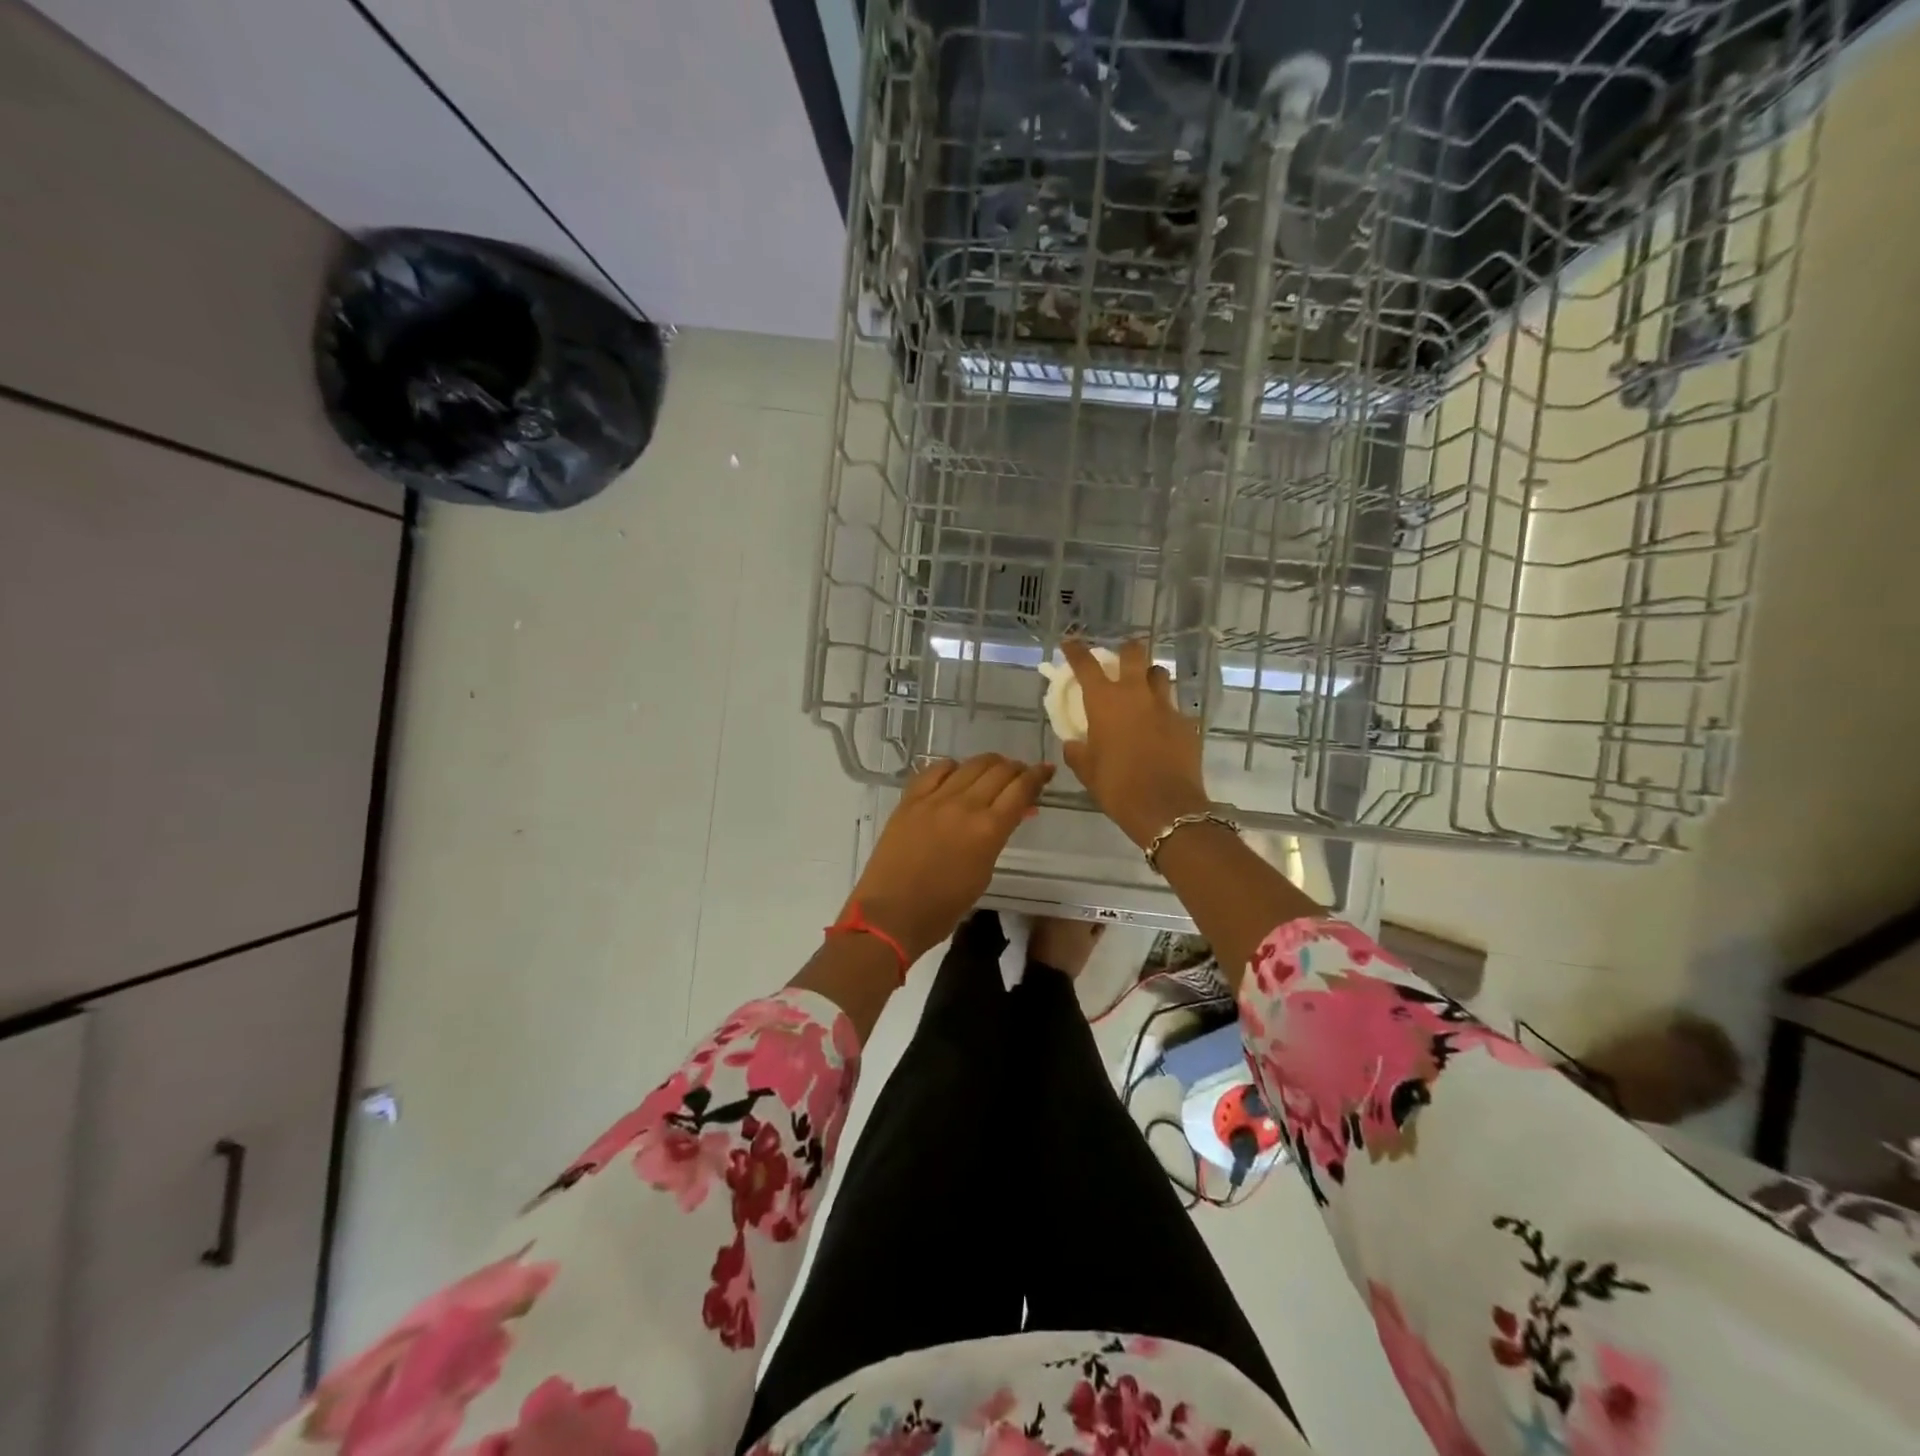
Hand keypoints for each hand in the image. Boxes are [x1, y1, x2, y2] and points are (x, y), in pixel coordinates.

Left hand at [850, 754, 1053, 963]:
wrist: (891, 913)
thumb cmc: (943, 907)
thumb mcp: (983, 873)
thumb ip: (997, 838)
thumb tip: (1011, 815)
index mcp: (988, 829)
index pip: (1021, 789)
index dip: (1037, 776)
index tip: (1046, 771)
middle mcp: (964, 806)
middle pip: (999, 771)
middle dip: (1016, 768)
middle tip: (1021, 774)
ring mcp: (934, 799)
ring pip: (970, 765)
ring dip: (988, 764)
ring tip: (994, 770)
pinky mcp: (910, 800)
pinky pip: (935, 770)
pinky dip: (952, 767)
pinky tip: (956, 773)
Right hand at [1060, 637, 1210, 848]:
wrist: (1166, 808)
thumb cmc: (1117, 787)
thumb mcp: (1086, 771)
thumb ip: (1077, 751)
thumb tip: (1074, 743)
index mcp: (1105, 701)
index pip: (1086, 665)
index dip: (1076, 651)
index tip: (1070, 643)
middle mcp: (1136, 694)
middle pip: (1134, 654)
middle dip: (1125, 651)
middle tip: (1120, 659)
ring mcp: (1166, 706)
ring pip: (1160, 674)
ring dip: (1149, 676)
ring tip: (1144, 688)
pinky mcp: (1187, 723)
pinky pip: (1174, 708)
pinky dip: (1165, 712)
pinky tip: (1162, 728)